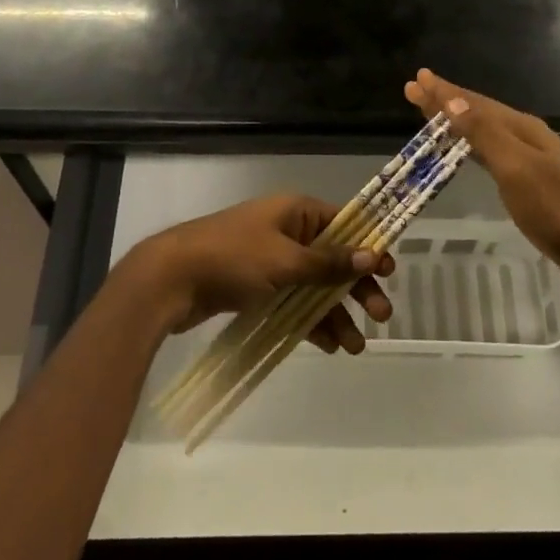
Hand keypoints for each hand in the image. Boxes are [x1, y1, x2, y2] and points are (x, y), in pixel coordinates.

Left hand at [114, 194, 394, 352]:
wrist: (170, 279)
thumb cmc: (232, 259)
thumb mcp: (285, 260)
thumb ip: (328, 263)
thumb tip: (372, 256)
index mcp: (295, 212)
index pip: (343, 224)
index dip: (367, 247)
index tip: (389, 272)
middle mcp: (287, 232)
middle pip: (332, 259)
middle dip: (355, 288)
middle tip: (381, 316)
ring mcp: (271, 261)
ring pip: (314, 286)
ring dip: (335, 313)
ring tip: (355, 347)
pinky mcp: (256, 288)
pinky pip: (293, 302)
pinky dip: (310, 321)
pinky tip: (328, 345)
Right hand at [404, 68, 559, 297]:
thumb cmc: (554, 209)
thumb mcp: (516, 168)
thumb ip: (484, 134)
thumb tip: (453, 100)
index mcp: (522, 128)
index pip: (474, 103)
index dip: (444, 92)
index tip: (416, 79)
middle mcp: (525, 136)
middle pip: (478, 112)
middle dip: (445, 101)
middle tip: (413, 90)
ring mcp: (529, 159)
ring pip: (483, 131)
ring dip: (455, 121)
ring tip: (429, 114)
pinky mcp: (529, 182)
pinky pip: (489, 152)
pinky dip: (469, 144)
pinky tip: (463, 150)